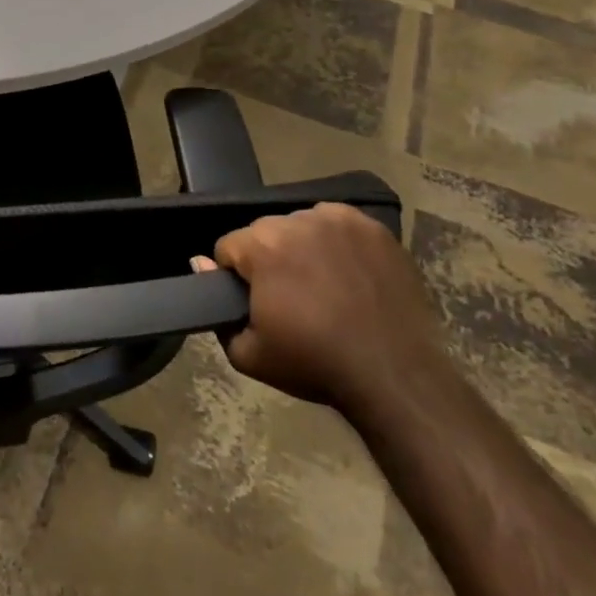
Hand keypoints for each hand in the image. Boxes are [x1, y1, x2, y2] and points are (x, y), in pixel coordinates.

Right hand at [203, 202, 442, 413]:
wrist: (395, 375)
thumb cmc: (315, 364)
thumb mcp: (248, 354)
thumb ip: (217, 308)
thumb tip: (200, 263)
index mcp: (263, 244)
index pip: (228, 247)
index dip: (235, 277)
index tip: (255, 303)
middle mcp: (297, 220)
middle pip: (265, 232)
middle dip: (268, 259)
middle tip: (289, 298)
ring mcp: (340, 220)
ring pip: (301, 225)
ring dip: (302, 247)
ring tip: (321, 285)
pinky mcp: (373, 227)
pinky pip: (338, 225)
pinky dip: (336, 243)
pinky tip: (347, 273)